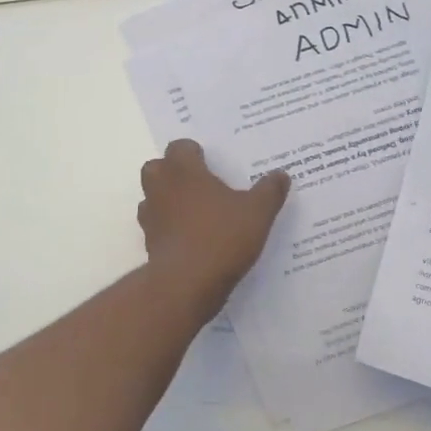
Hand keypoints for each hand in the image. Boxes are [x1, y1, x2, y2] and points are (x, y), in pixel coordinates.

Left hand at [137, 139, 290, 298]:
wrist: (187, 284)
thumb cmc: (222, 236)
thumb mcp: (257, 213)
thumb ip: (269, 191)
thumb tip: (281, 174)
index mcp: (184, 170)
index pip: (179, 147)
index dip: (193, 152)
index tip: (210, 162)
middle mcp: (162, 187)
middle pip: (157, 167)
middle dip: (173, 172)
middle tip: (199, 183)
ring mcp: (151, 216)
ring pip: (152, 197)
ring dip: (167, 199)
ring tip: (194, 212)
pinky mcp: (149, 243)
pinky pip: (157, 226)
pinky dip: (168, 228)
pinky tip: (191, 239)